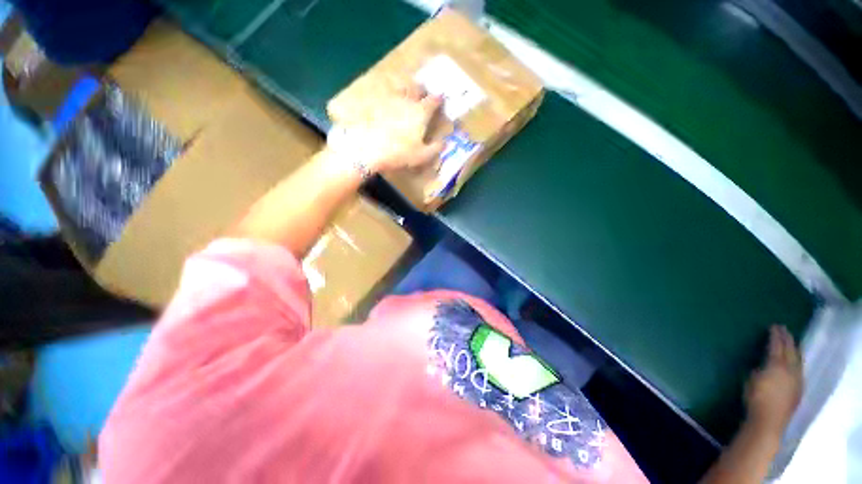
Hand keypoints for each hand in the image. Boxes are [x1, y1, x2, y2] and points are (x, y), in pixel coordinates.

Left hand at [327, 84, 444, 173]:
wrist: (367, 148)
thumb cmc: (398, 153)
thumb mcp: (421, 156)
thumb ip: (435, 148)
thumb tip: (444, 142)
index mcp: (421, 112)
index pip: (434, 100)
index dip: (439, 99)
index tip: (441, 100)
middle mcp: (407, 101)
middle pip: (417, 88)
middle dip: (422, 89)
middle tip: (424, 93)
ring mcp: (389, 99)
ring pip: (400, 87)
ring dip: (406, 88)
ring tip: (406, 93)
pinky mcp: (373, 102)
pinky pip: (383, 93)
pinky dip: (388, 94)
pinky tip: (387, 101)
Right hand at [745, 325, 802, 437]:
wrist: (769, 421)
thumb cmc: (755, 398)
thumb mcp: (751, 380)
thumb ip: (759, 370)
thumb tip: (763, 366)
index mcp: (777, 365)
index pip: (777, 346)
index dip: (776, 336)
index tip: (774, 326)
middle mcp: (790, 369)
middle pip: (791, 351)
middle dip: (788, 340)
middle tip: (784, 330)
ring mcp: (797, 380)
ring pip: (798, 360)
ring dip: (795, 350)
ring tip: (792, 343)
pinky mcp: (799, 389)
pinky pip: (799, 369)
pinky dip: (797, 361)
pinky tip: (795, 362)